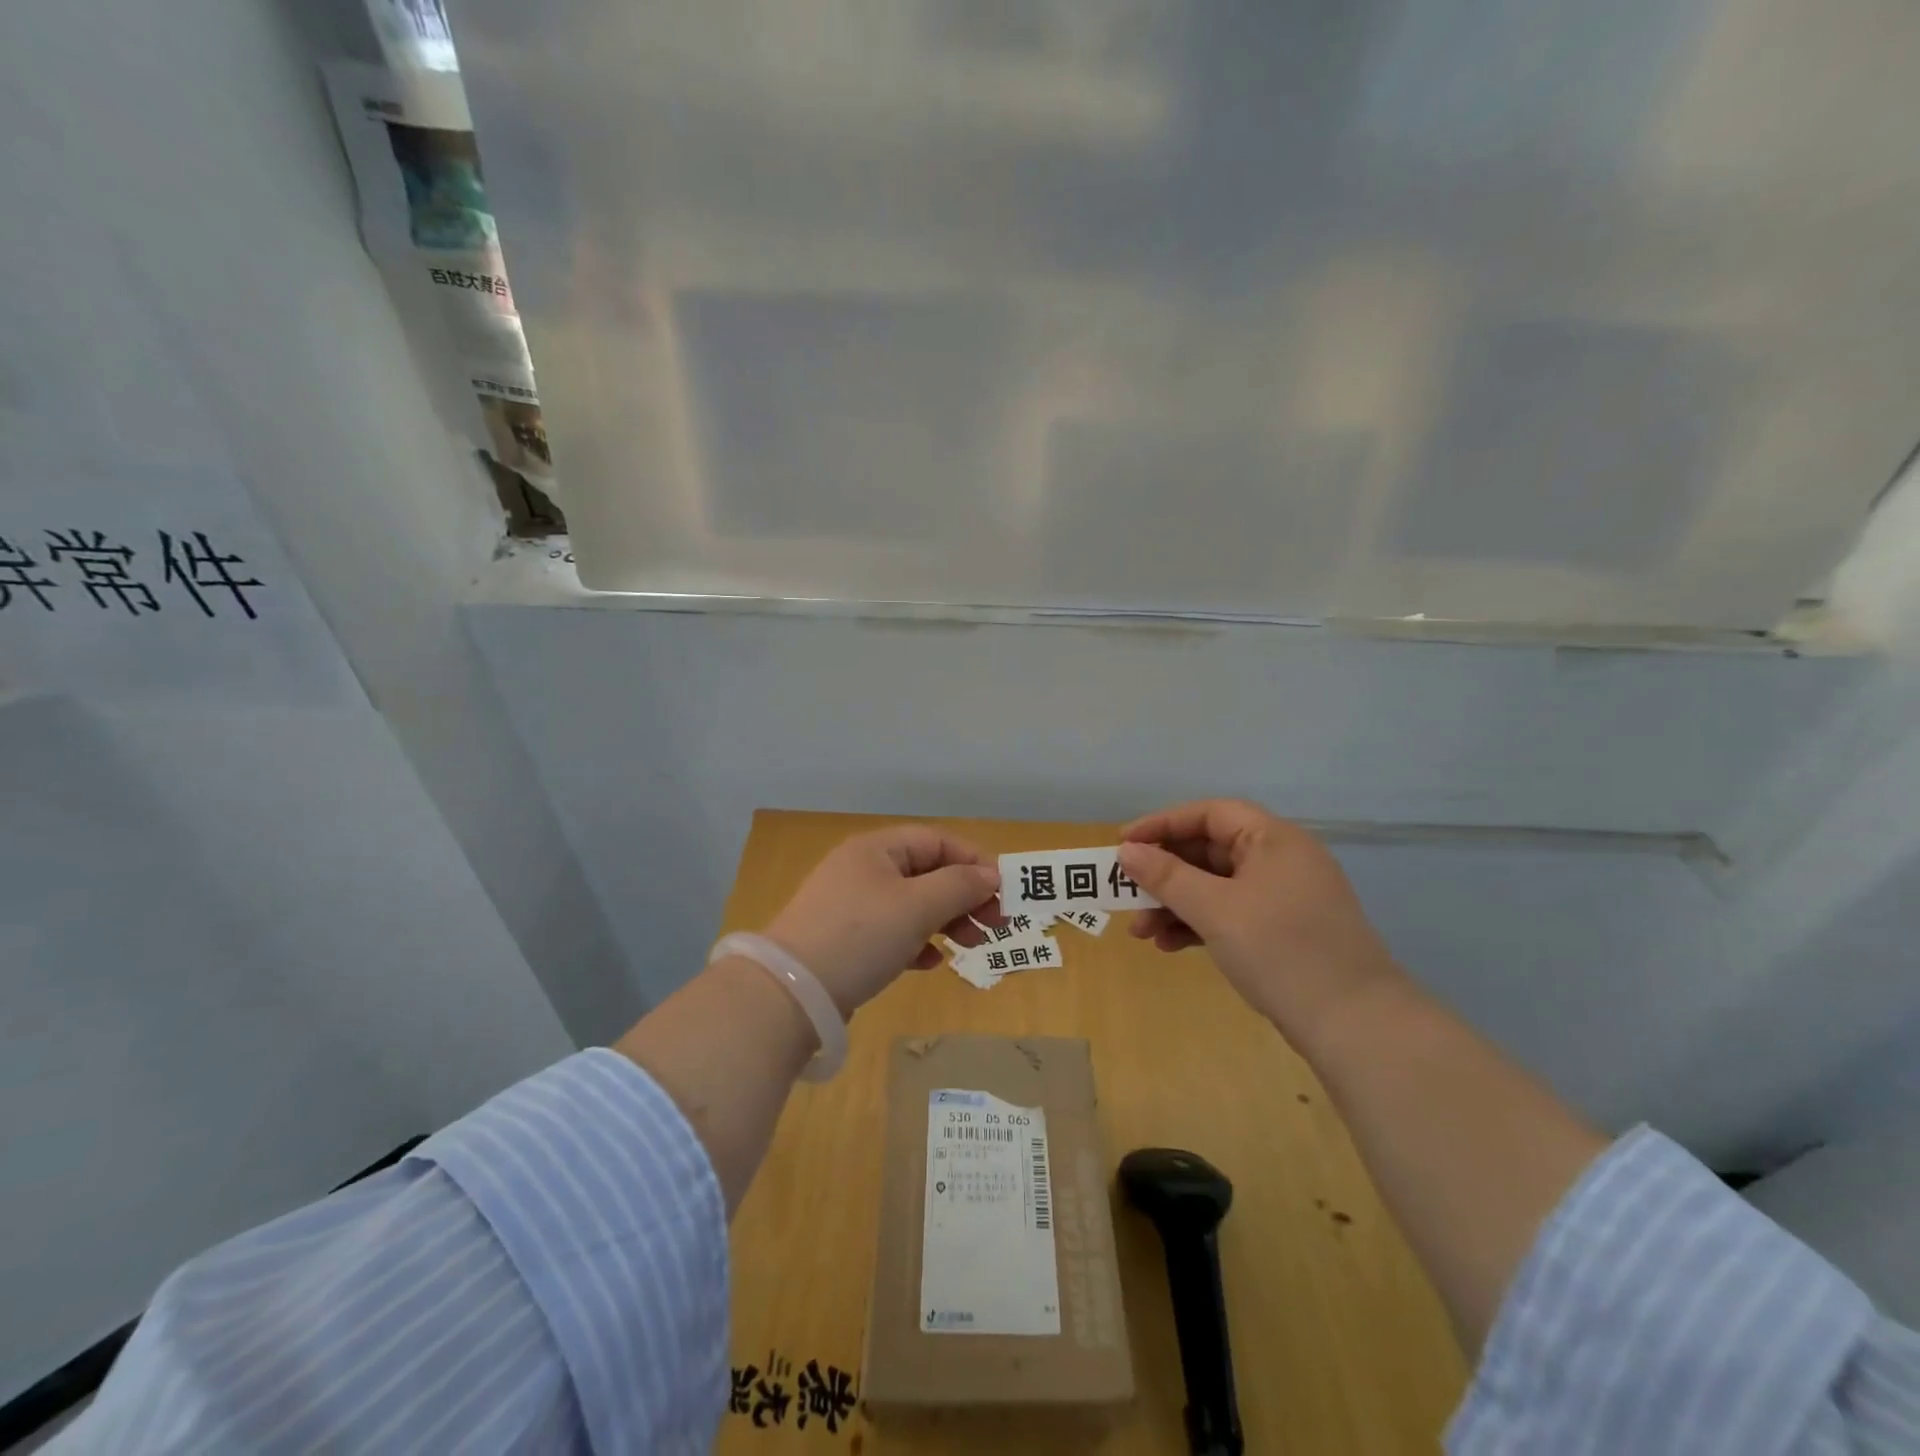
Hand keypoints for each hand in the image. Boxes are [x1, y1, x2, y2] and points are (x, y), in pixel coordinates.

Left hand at [763, 825, 1000, 1015]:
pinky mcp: (843, 940)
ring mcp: (850, 906)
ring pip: (911, 904)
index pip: (936, 841)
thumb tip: (990, 877)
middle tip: (995, 925)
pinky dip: (917, 942)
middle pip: (926, 872)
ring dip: (946, 920)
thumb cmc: (860, 936)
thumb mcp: (917, 907)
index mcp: (876, 849)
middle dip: (964, 895)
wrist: (789, 993)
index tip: (1003, 892)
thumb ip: (959, 887)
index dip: (973, 861)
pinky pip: (892, 932)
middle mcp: (862, 869)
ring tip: (970, 945)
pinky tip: (930, 963)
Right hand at [1118, 800, 1405, 1040]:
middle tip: (1126, 890)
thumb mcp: (1215, 910)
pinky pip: (1229, 914)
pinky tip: (1168, 945)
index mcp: (1274, 839)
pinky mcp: (1281, 931)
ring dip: (1174, 903)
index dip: (1163, 824)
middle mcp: (1280, 860)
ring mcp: (1282, 898)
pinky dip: (1197, 924)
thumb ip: (1167, 876)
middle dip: (1164, 873)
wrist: (1355, 1026)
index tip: (1123, 844)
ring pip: (1215, 886)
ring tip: (1139, 931)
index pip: (1209, 814)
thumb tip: (1127, 851)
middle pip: (1209, 851)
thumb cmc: (1281, 951)